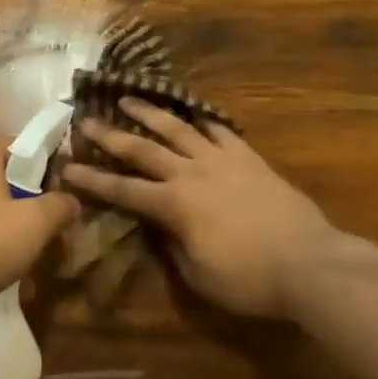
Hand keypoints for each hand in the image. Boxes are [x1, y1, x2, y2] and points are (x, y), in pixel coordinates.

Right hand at [62, 99, 377, 319]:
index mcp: (174, 205)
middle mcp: (190, 173)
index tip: (67, 168)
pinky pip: (219, 131)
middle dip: (110, 135)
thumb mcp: (199, 275)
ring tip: (128, 98)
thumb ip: (172, 246)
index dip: (92, 180)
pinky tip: (192, 113)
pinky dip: (202, 120)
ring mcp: (221, 160)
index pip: (123, 190)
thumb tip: (158, 227)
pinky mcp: (248, 157)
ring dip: (149, 113)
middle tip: (86, 120)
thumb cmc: (250, 279)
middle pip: (143, 149)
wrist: (310, 262)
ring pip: (177, 129)